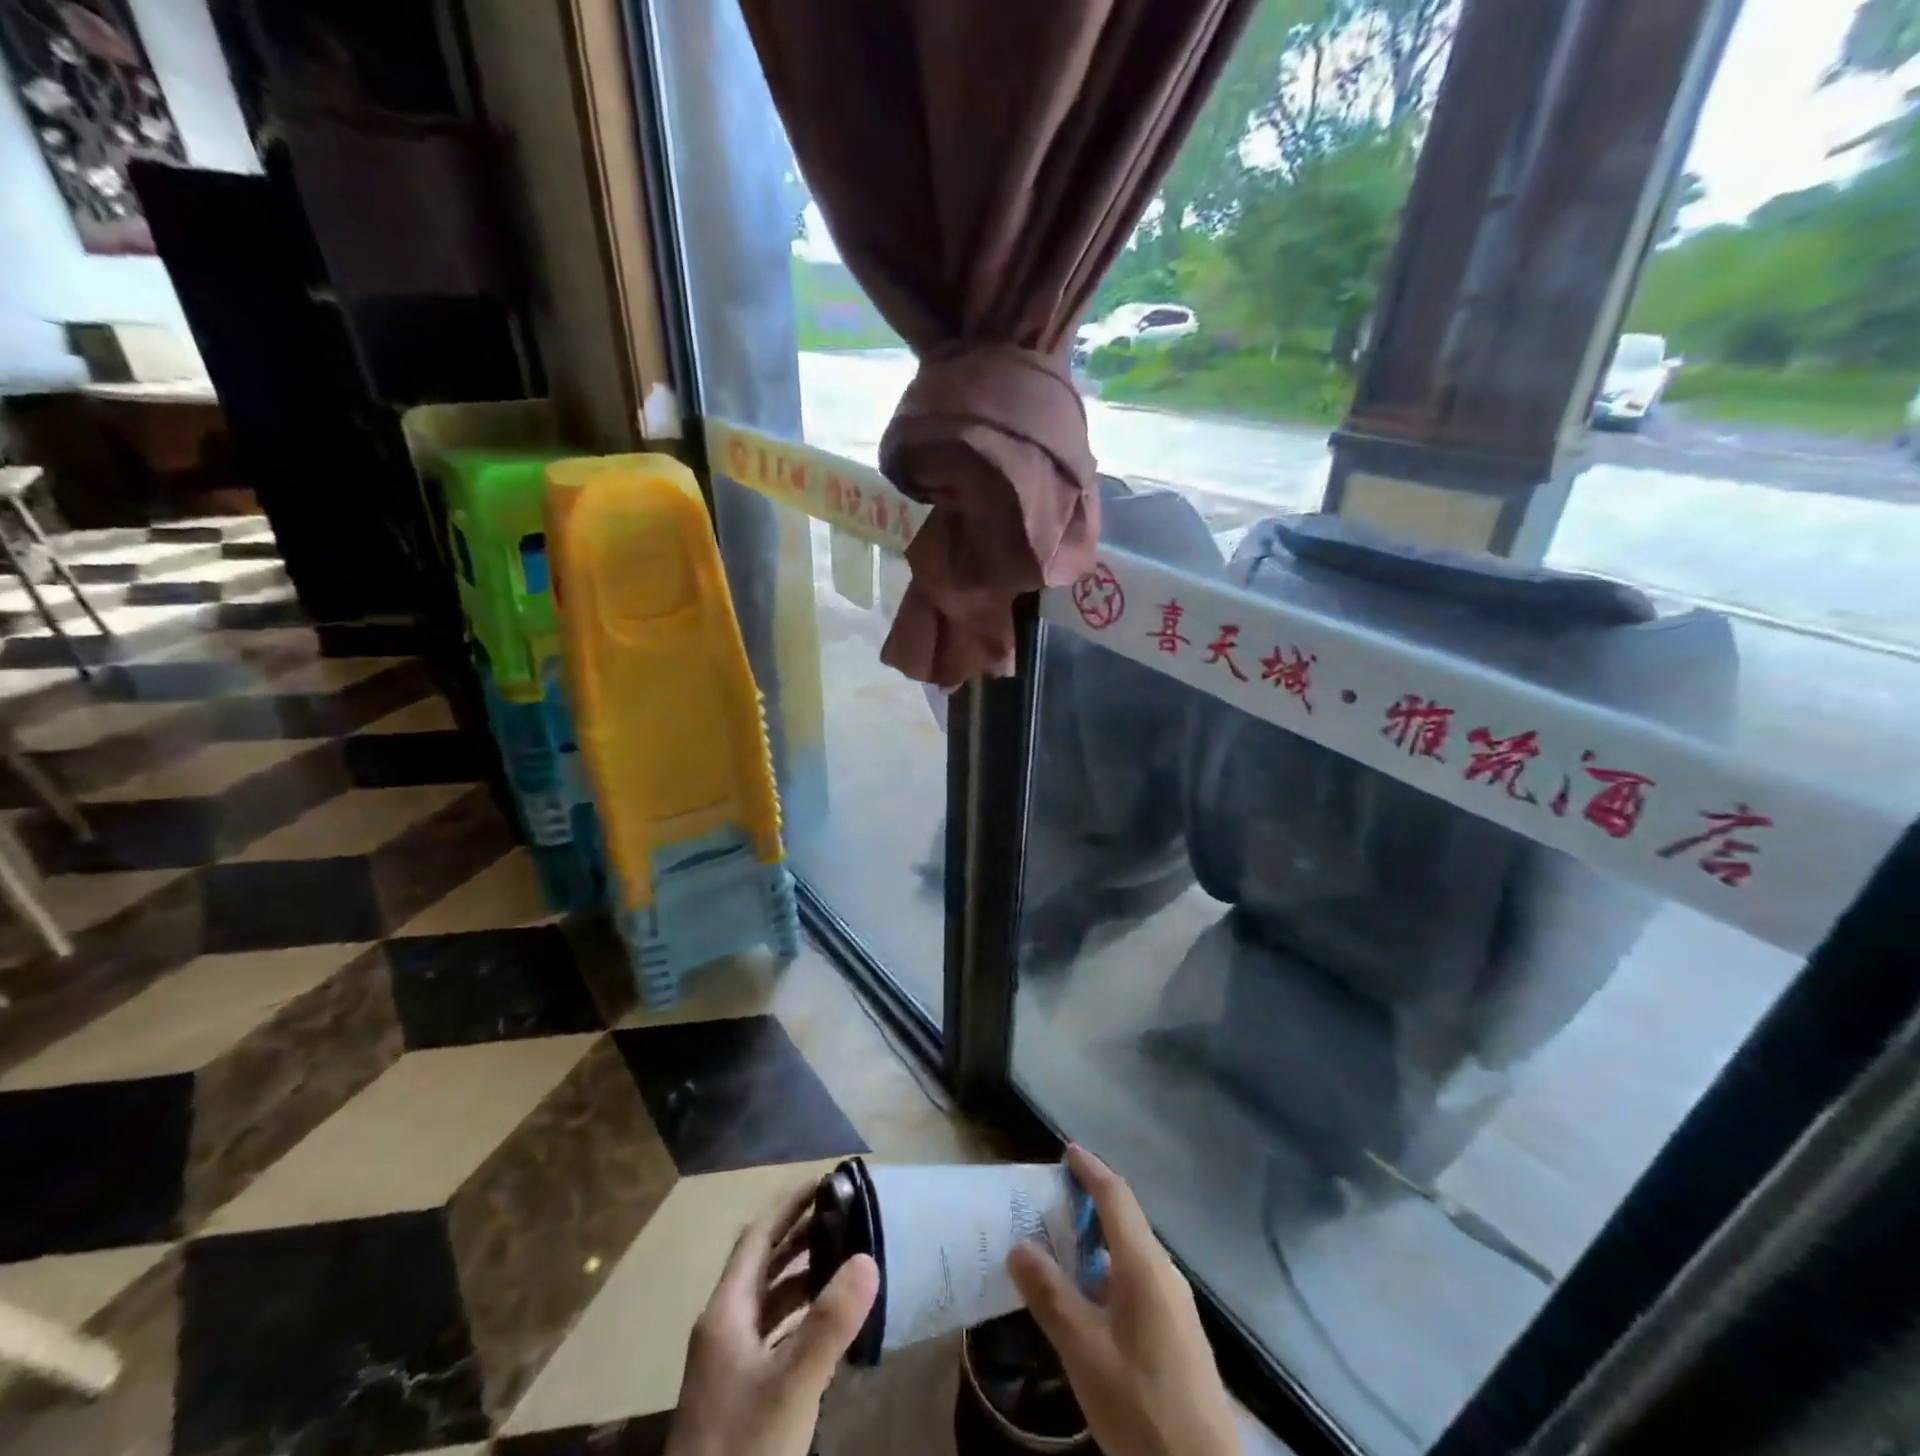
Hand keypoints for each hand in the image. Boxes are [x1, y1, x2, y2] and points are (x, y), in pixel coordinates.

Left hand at [666, 1180, 879, 1455]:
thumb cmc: (742, 1447)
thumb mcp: (791, 1385)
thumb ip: (829, 1322)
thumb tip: (868, 1256)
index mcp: (725, 1312)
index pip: (756, 1238)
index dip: (788, 1205)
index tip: (825, 1180)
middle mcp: (723, 1328)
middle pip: (761, 1264)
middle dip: (799, 1234)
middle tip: (843, 1213)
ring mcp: (728, 1364)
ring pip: (767, 1300)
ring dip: (800, 1274)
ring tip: (842, 1257)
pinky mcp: (739, 1393)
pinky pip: (772, 1332)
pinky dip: (799, 1314)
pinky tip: (827, 1322)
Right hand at [1007, 1146, 1239, 1455]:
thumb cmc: (1141, 1404)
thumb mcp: (1084, 1352)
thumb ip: (1051, 1296)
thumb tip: (1018, 1246)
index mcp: (1145, 1265)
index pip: (1116, 1197)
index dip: (1091, 1169)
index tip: (1067, 1149)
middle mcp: (1165, 1274)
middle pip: (1126, 1221)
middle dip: (1091, 1202)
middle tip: (1051, 1199)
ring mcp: (1176, 1305)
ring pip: (1132, 1253)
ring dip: (1099, 1240)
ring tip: (1061, 1246)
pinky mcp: (1178, 1334)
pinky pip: (1139, 1280)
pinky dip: (1110, 1269)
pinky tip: (1089, 1298)